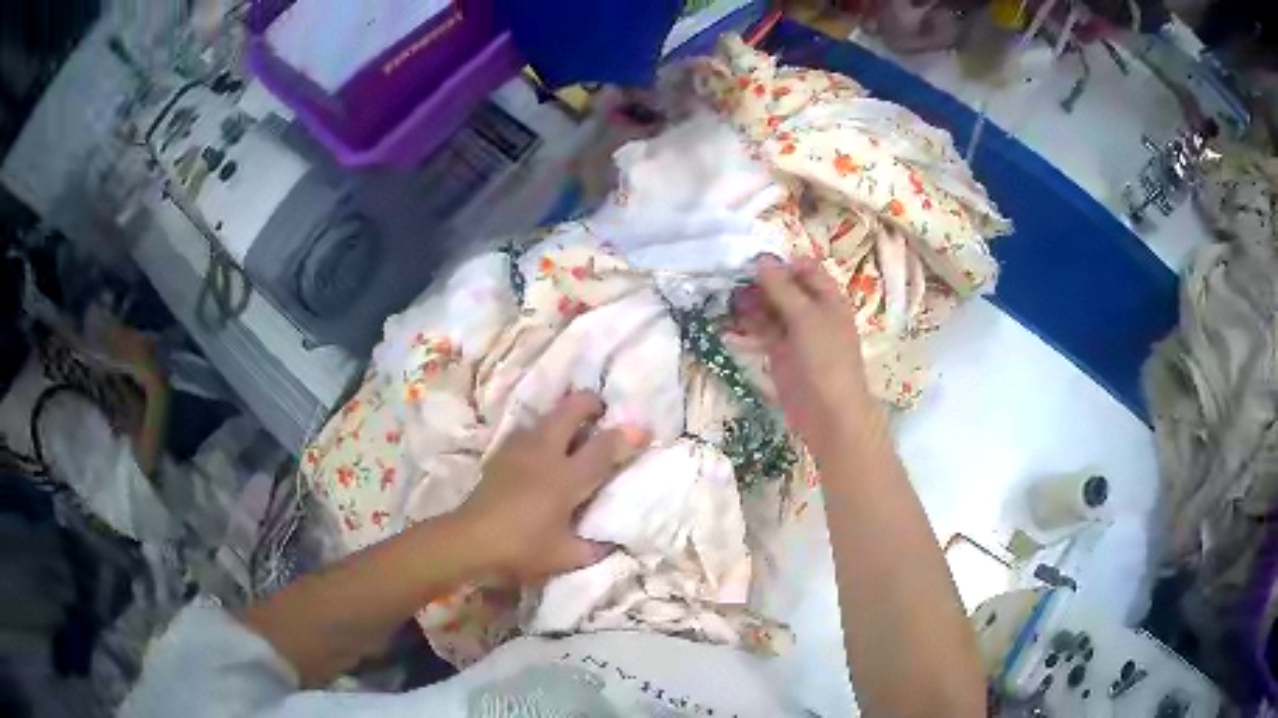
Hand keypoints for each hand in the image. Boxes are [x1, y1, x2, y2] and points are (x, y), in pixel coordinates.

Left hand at [455, 391, 647, 581]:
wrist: (470, 539)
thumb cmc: (521, 548)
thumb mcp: (565, 556)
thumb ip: (594, 548)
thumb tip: (613, 543)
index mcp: (567, 478)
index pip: (604, 448)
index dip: (626, 437)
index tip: (642, 431)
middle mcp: (546, 454)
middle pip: (571, 410)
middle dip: (591, 403)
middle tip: (602, 412)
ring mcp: (521, 449)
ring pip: (547, 416)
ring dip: (564, 415)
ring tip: (574, 429)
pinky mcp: (502, 453)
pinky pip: (528, 430)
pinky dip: (542, 431)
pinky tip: (542, 449)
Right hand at [734, 255, 876, 456]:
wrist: (830, 414)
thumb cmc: (826, 360)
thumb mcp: (806, 317)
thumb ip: (782, 288)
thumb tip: (761, 260)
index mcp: (827, 298)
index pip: (804, 268)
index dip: (781, 264)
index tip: (752, 263)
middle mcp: (812, 311)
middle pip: (784, 288)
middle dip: (759, 283)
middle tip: (729, 280)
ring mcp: (795, 334)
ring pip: (770, 310)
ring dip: (749, 304)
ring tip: (725, 300)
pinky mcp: (780, 354)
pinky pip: (762, 333)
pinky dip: (747, 327)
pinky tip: (727, 324)